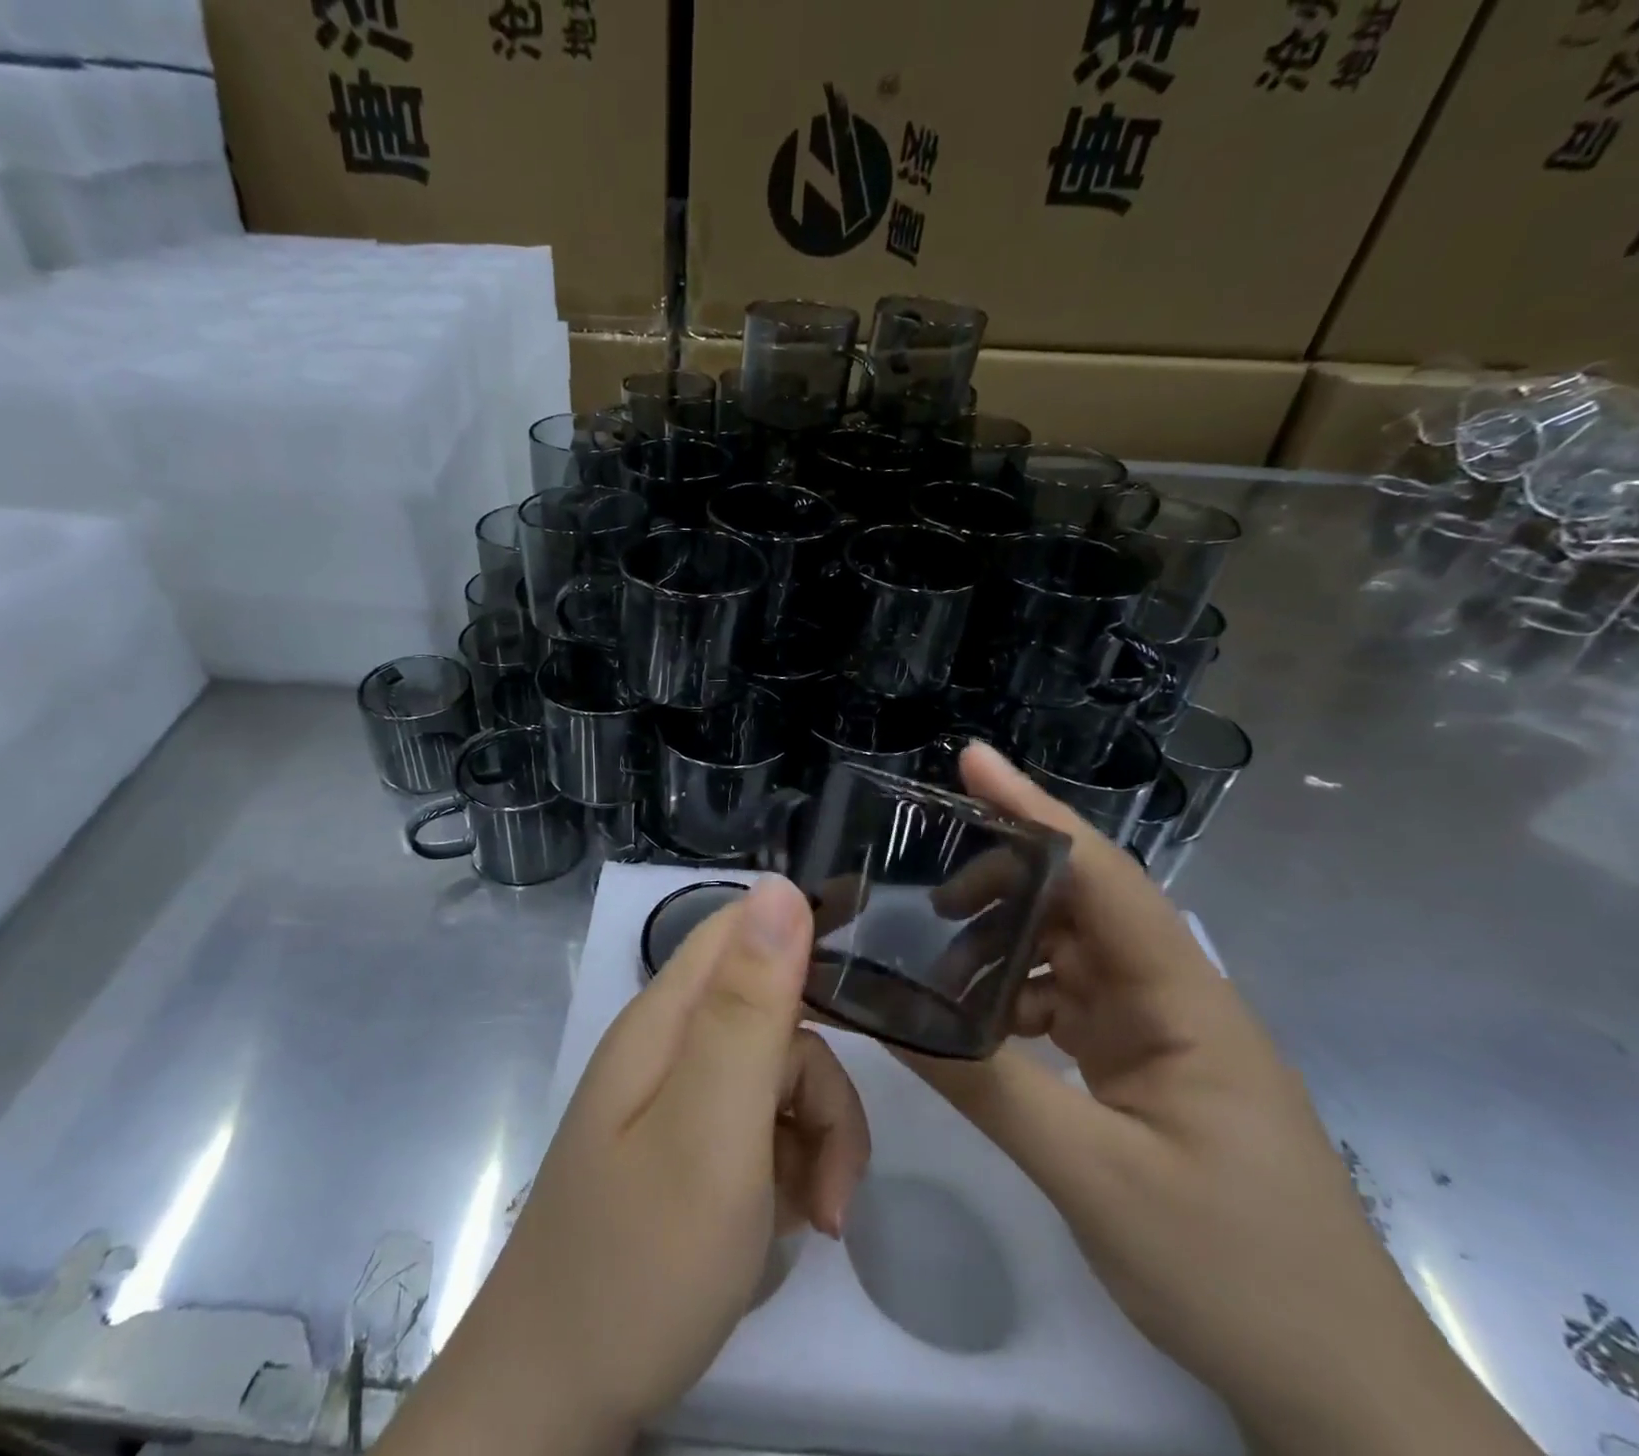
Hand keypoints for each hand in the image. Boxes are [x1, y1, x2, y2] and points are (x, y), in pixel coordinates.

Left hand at [380, 876, 869, 1455]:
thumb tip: (780, 887)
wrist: (558, 1397)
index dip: (804, 940)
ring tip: (817, 1217)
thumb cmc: (641, 1259)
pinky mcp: (690, 1150)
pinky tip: (790, 1225)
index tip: (864, 1002)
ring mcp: (679, 1100)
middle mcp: (670, 1045)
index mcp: (666, 1018)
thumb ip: (748, 1007)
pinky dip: (792, 1171)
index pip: (741, 930)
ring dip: (816, 1139)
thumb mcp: (712, 1126)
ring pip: (778, 1078)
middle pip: (773, 1015)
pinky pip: (762, 1130)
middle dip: (821, 1084)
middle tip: (833, 1168)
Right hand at [901, 742, 1536, 1455]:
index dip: (1035, 810)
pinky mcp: (1141, 1068)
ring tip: (925, 955)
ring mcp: (1157, 1034)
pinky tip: (969, 1020)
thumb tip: (894, 1019)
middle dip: (998, 881)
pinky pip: (1064, 1005)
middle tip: (916, 882)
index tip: (972, 762)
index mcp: (1184, 1000)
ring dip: (999, 946)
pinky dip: (1011, 1000)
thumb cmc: (1235, 1270)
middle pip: (1077, 905)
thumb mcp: (1097, 1176)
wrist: (1336, 1388)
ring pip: (1065, 956)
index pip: (1103, 877)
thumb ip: (991, 1088)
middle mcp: (1172, 998)